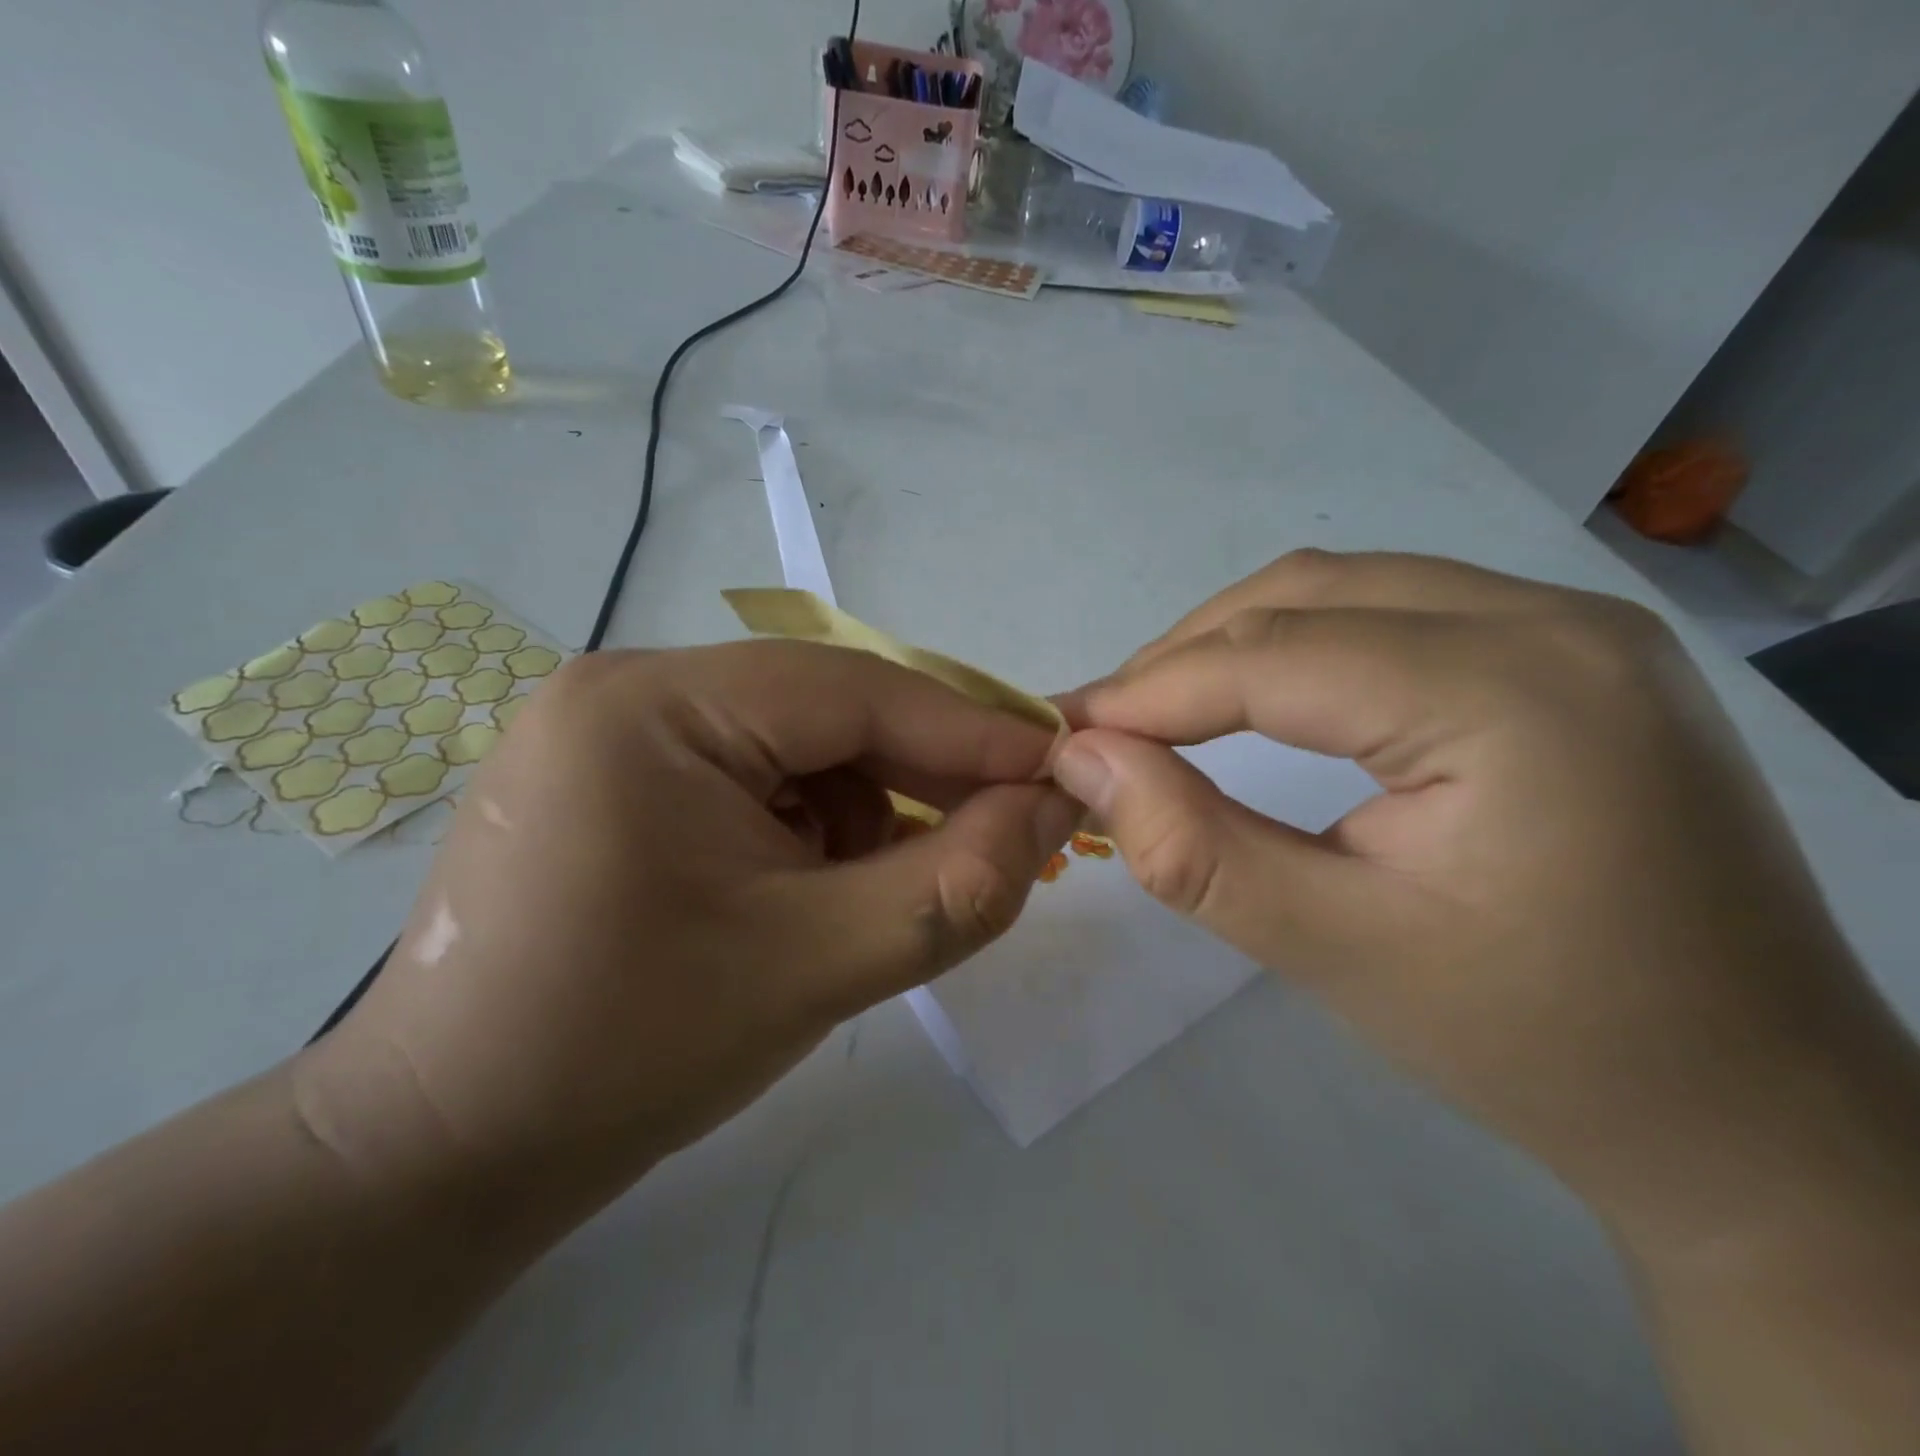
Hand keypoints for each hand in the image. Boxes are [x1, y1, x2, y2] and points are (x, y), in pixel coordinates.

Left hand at [303, 642, 1079, 1208]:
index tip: (1059, 768)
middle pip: (823, 712)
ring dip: (867, 810)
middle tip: (1005, 833)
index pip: (852, 690)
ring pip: (797, 746)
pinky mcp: (620, 777)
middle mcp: (628, 689)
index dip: (969, 731)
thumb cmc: (625, 1054)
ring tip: (889, 890)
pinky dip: (814, 825)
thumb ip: (957, 886)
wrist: (446, 1153)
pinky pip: (755, 775)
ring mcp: (617, 730)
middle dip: (920, 777)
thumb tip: (1055, 810)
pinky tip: (821, 890)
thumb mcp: (817, 966)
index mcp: (652, 704)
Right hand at [1052, 551, 1917, 1242]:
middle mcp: (1553, 619)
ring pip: (1344, 590)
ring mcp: (1573, 624)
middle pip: (1305, 595)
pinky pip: (1394, 612)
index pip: (1272, 657)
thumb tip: (1083, 759)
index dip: (1148, 692)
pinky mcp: (1570, 653)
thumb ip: (1192, 849)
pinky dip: (1301, 647)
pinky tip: (1262, 699)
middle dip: (1183, 657)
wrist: (1750, 1110)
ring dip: (1235, 642)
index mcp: (1514, 693)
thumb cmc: (1539, 1043)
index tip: (1062, 732)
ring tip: (1164, 713)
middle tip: (1106, 728)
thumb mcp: (1336, 951)